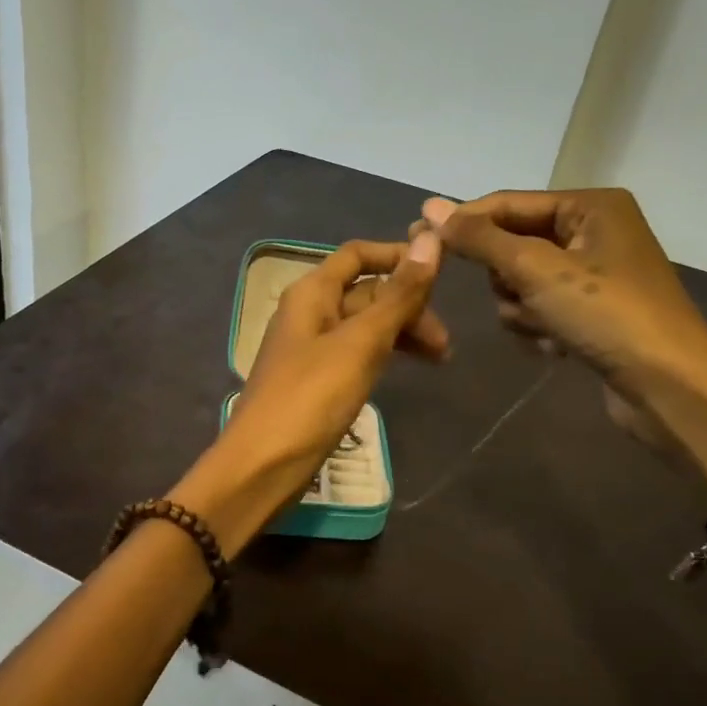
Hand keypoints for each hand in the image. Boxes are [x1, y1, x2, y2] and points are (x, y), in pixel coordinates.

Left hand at [172, 235, 445, 554]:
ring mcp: (312, 348)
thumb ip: (397, 296)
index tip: (442, 270)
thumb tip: (430, 239)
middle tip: (444, 344)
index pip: (358, 255)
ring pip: (365, 325)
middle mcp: (309, 312)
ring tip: (439, 360)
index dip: (398, 255)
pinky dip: (384, 355)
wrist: (262, 466)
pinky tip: (405, 370)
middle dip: (408, 306)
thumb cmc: (311, 398)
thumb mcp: (360, 344)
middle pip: (366, 292)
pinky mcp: (317, 380)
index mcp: (312, 292)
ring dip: (402, 333)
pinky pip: (357, 353)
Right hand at [424, 190, 706, 486]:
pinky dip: (538, 327)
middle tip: (520, 297)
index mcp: (591, 207)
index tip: (415, 235)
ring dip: (522, 308)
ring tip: (546, 328)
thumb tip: (430, 207)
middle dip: (507, 278)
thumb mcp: (536, 269)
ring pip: (521, 282)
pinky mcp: (592, 313)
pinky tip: (557, 347)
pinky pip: (540, 308)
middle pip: (513, 244)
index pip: (508, 204)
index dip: (462, 221)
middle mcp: (594, 232)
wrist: (669, 388)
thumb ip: (480, 238)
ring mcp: (594, 275)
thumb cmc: (606, 315)